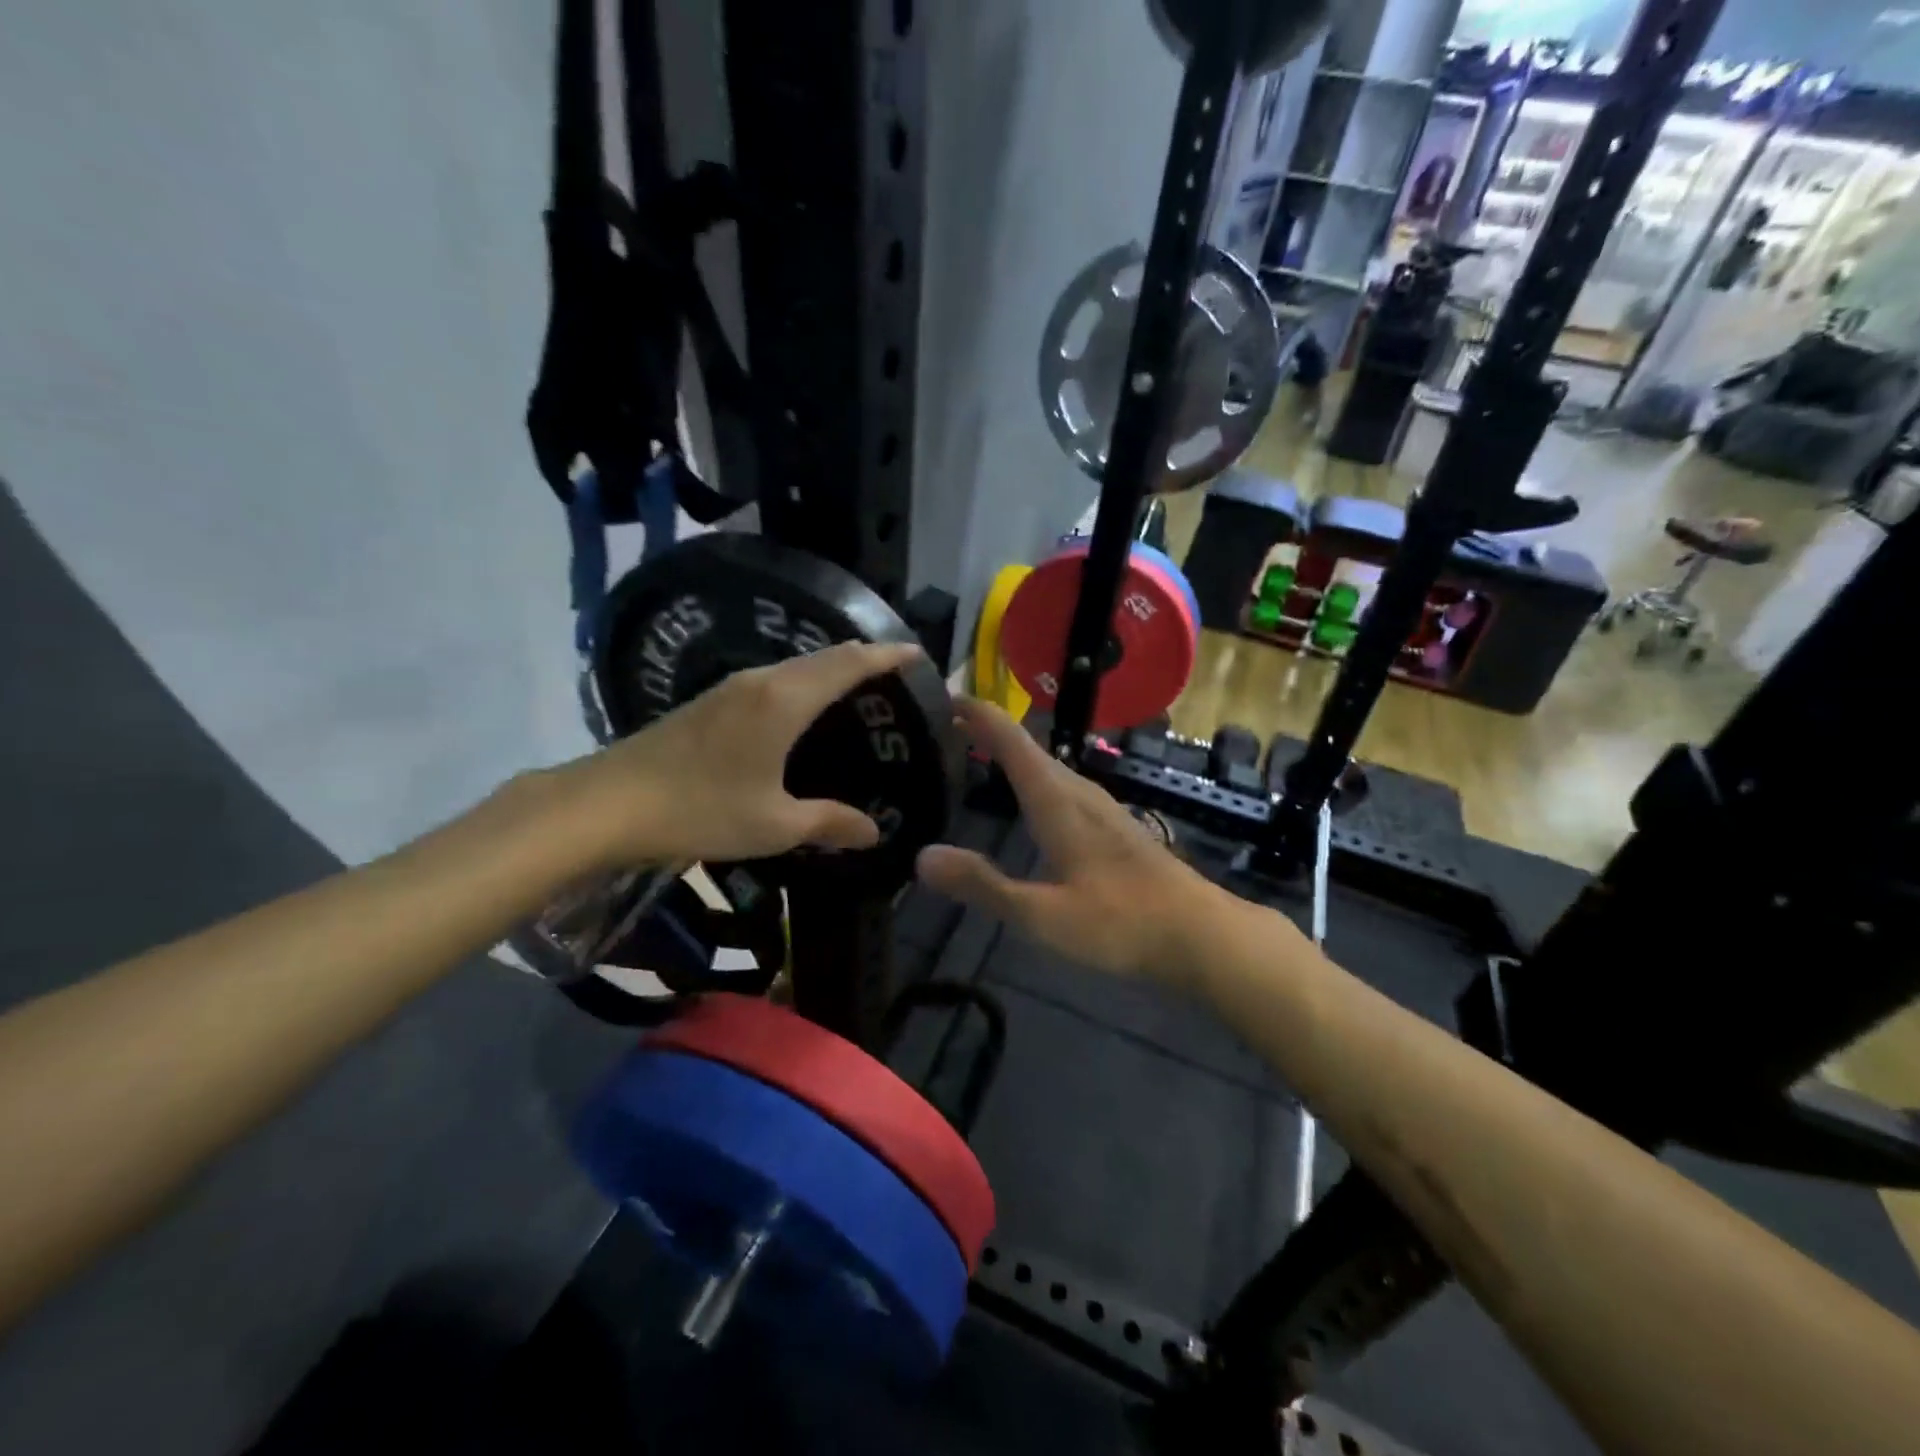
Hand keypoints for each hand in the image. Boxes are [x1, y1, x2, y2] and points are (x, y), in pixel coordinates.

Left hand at [556, 641, 925, 869]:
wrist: (607, 803)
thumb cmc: (700, 809)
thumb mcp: (774, 824)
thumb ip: (828, 822)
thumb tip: (873, 831)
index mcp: (785, 700)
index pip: (848, 664)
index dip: (885, 655)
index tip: (916, 651)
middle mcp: (761, 682)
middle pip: (823, 656)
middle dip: (863, 656)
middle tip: (895, 671)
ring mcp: (731, 688)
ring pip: (796, 665)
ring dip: (830, 667)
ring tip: (858, 685)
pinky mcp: (710, 701)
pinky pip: (774, 678)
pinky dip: (803, 681)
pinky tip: (803, 706)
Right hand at [915, 700, 1225, 983]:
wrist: (1201, 935)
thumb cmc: (1121, 923)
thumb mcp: (1043, 915)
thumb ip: (983, 885)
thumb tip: (921, 856)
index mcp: (1057, 802)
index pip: (1011, 741)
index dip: (977, 715)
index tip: (941, 698)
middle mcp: (1079, 793)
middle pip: (1027, 748)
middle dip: (986, 732)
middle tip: (941, 731)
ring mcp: (1102, 809)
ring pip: (1047, 767)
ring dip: (1011, 755)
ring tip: (976, 756)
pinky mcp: (1114, 827)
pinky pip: (1062, 786)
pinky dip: (1033, 778)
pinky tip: (1030, 801)